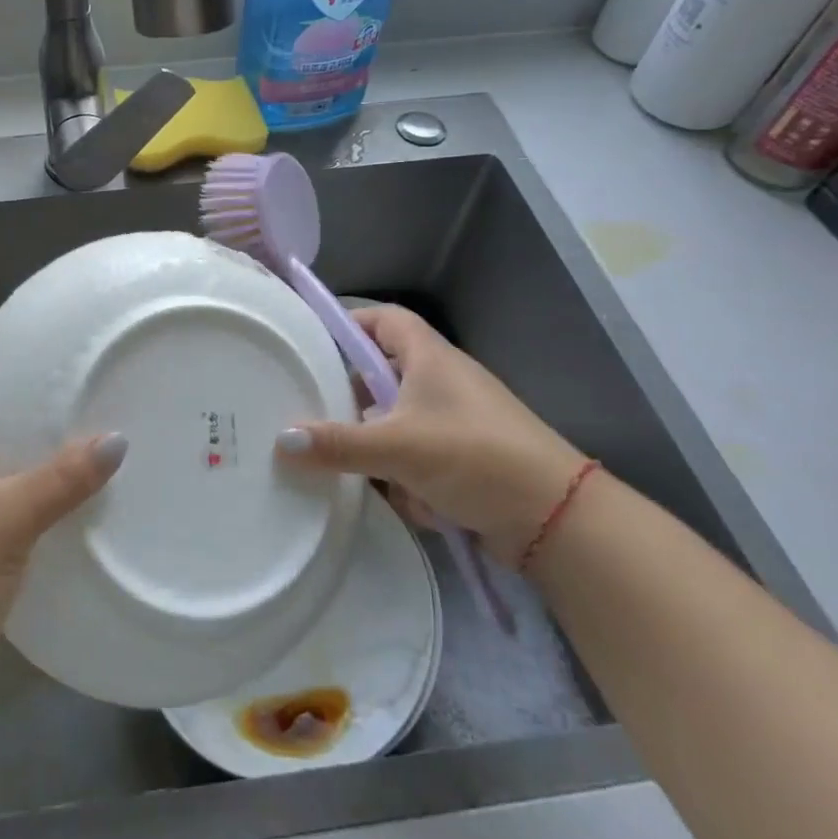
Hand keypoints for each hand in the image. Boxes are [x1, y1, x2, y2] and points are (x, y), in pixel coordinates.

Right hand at [276, 306, 588, 561]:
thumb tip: (281, 440)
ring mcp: (454, 424)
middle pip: (382, 376)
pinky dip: (405, 479)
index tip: (313, 342)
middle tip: (314, 413)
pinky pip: (416, 460)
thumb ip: (338, 443)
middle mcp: (441, 383)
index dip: (350, 322)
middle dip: (353, 402)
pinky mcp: (462, 461)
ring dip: (377, 449)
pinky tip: (404, 502)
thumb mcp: (398, 446)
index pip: (384, 319)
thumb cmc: (474, 456)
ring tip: (348, 469)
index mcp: (429, 359)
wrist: (556, 519)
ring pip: (395, 425)